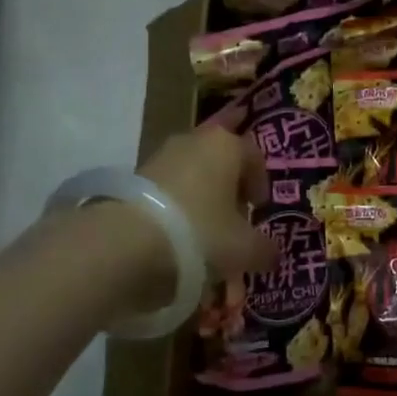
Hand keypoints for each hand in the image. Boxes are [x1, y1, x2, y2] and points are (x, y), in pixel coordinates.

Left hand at [137, 127, 277, 282]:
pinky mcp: (132, 178)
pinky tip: (173, 240)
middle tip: (232, 223)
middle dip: (228, 190)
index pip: (254, 156)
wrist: (123, 244)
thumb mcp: (244, 249)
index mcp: (226, 145)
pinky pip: (164, 192)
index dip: (260, 184)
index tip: (258, 210)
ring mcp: (158, 157)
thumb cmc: (199, 233)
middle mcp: (193, 141)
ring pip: (191, 177)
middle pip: (220, 162)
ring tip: (202, 237)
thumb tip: (273, 255)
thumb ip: (265, 250)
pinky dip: (173, 211)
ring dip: (200, 201)